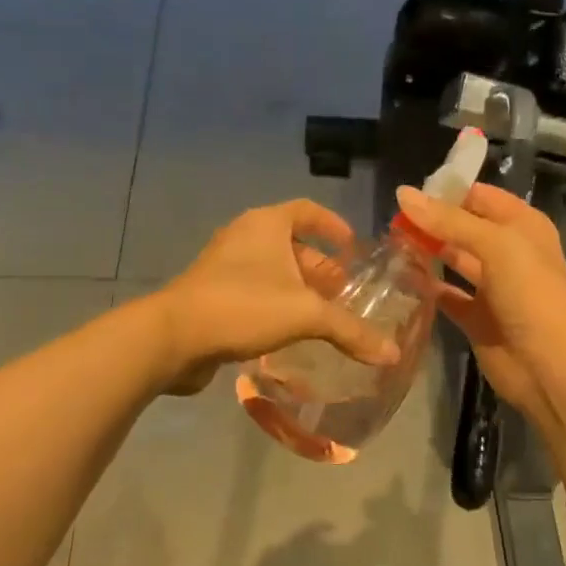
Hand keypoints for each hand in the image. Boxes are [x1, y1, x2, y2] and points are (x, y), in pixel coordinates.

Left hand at [151, 200, 399, 394]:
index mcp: (266, 224)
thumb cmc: (243, 306)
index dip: (332, 225)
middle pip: (291, 244)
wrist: (173, 338)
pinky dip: (276, 306)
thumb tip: (392, 354)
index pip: (306, 210)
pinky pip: (254, 293)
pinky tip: (291, 334)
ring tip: (324, 317)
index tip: (353, 247)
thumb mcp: (305, 314)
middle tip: (345, 293)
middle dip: (320, 268)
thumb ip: (351, 331)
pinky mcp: (212, 296)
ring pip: (272, 272)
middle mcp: (244, 237)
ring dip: (299, 290)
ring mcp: (224, 267)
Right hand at [395, 182, 565, 424]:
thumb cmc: (531, 294)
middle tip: (390, 220)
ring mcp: (491, 286)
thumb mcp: (496, 245)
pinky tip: (399, 277)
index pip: (480, 197)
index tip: (407, 193)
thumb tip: (402, 194)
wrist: (549, 366)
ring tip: (388, 243)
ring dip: (426, 251)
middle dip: (431, 221)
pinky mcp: (476, 317)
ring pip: (453, 259)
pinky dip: (426, 287)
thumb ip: (449, 221)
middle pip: (463, 227)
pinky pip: (446, 295)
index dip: (447, 191)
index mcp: (522, 226)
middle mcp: (507, 252)